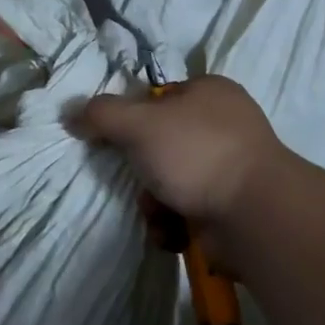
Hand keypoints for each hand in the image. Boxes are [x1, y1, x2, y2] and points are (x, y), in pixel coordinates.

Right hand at [74, 75, 288, 254]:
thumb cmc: (195, 153)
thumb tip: (70, 113)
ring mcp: (233, 166)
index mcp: (210, 91)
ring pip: (172, 180)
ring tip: (159, 214)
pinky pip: (189, 209)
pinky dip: (174, 223)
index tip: (116, 140)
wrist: (253, 215)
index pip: (158, 98)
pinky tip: (174, 233)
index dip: (132, 118)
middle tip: (137, 182)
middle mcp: (225, 124)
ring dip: (155, 202)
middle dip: (143, 170)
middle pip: (161, 143)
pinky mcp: (234, 205)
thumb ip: (100, 115)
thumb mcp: (138, 124)